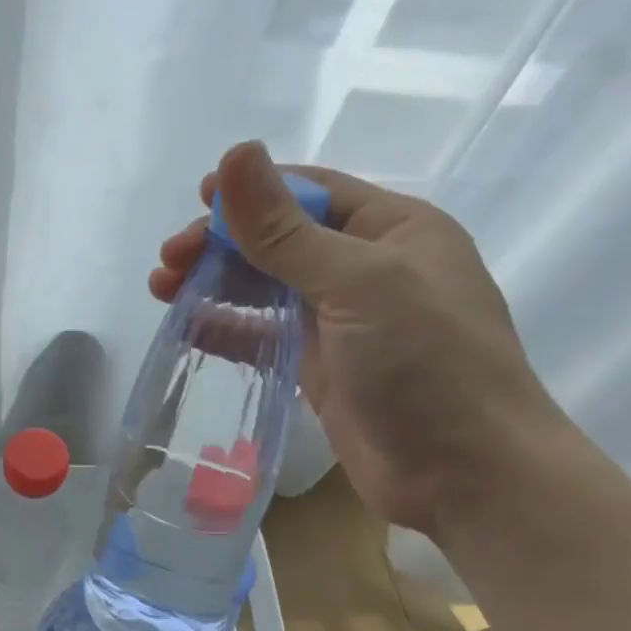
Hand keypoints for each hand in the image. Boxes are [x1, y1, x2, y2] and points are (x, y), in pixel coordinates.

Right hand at [150, 141, 568, 533]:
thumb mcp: (356, 283)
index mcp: (393, 229)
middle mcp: (367, 268)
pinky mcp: (321, 368)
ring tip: (162, 288)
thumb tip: (235, 153)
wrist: (468, 477)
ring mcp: (344, 321)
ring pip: (266, 286)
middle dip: (221, 242)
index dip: (252, 191)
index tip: (196, 199)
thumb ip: (285, 229)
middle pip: (279, 239)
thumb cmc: (427, 363)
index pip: (310, 192)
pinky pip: (264, 334)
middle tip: (168, 260)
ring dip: (215, 282)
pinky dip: (226, 327)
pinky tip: (187, 326)